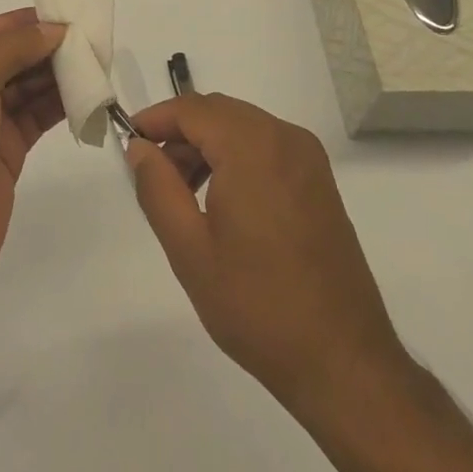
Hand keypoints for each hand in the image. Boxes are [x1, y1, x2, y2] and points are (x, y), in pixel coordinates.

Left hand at [0, 9, 66, 290]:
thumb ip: (12, 49)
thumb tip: (53, 29)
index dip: (18, 23)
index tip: (59, 15)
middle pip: (5, 59)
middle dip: (41, 48)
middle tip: (85, 39)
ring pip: (23, 87)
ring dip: (54, 75)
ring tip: (91, 62)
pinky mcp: (4, 150)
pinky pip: (34, 116)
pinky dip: (57, 104)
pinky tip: (84, 92)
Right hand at [125, 93, 410, 415]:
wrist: (343, 362)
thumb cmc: (257, 305)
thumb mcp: (190, 250)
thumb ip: (157, 188)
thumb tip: (140, 148)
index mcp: (252, 147)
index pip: (191, 109)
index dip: (155, 119)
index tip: (129, 143)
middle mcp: (284, 137)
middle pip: (218, 112)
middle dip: (180, 133)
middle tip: (154, 174)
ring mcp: (308, 158)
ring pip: (241, 126)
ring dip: (207, 145)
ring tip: (183, 193)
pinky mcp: (319, 181)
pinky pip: (266, 145)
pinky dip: (236, 156)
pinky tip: (221, 200)